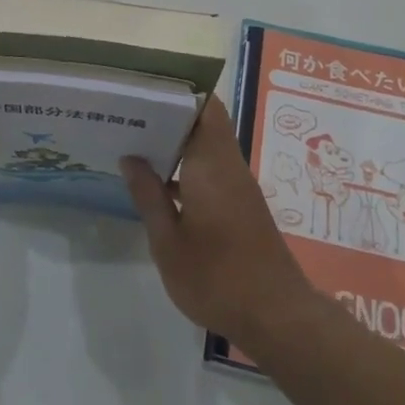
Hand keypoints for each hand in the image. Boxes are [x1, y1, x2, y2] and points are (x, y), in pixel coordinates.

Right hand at [122, 97, 312, 350]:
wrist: (276, 316)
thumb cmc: (216, 278)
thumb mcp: (169, 242)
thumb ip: (149, 196)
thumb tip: (131, 157)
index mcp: (211, 165)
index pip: (203, 107)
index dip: (177, 91)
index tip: (143, 87)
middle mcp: (228, 166)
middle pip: (204, 122)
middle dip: (169, 113)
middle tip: (127, 113)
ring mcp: (238, 185)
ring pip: (207, 145)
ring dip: (176, 140)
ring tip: (133, 140)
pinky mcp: (240, 204)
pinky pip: (211, 168)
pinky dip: (186, 165)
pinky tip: (156, 180)